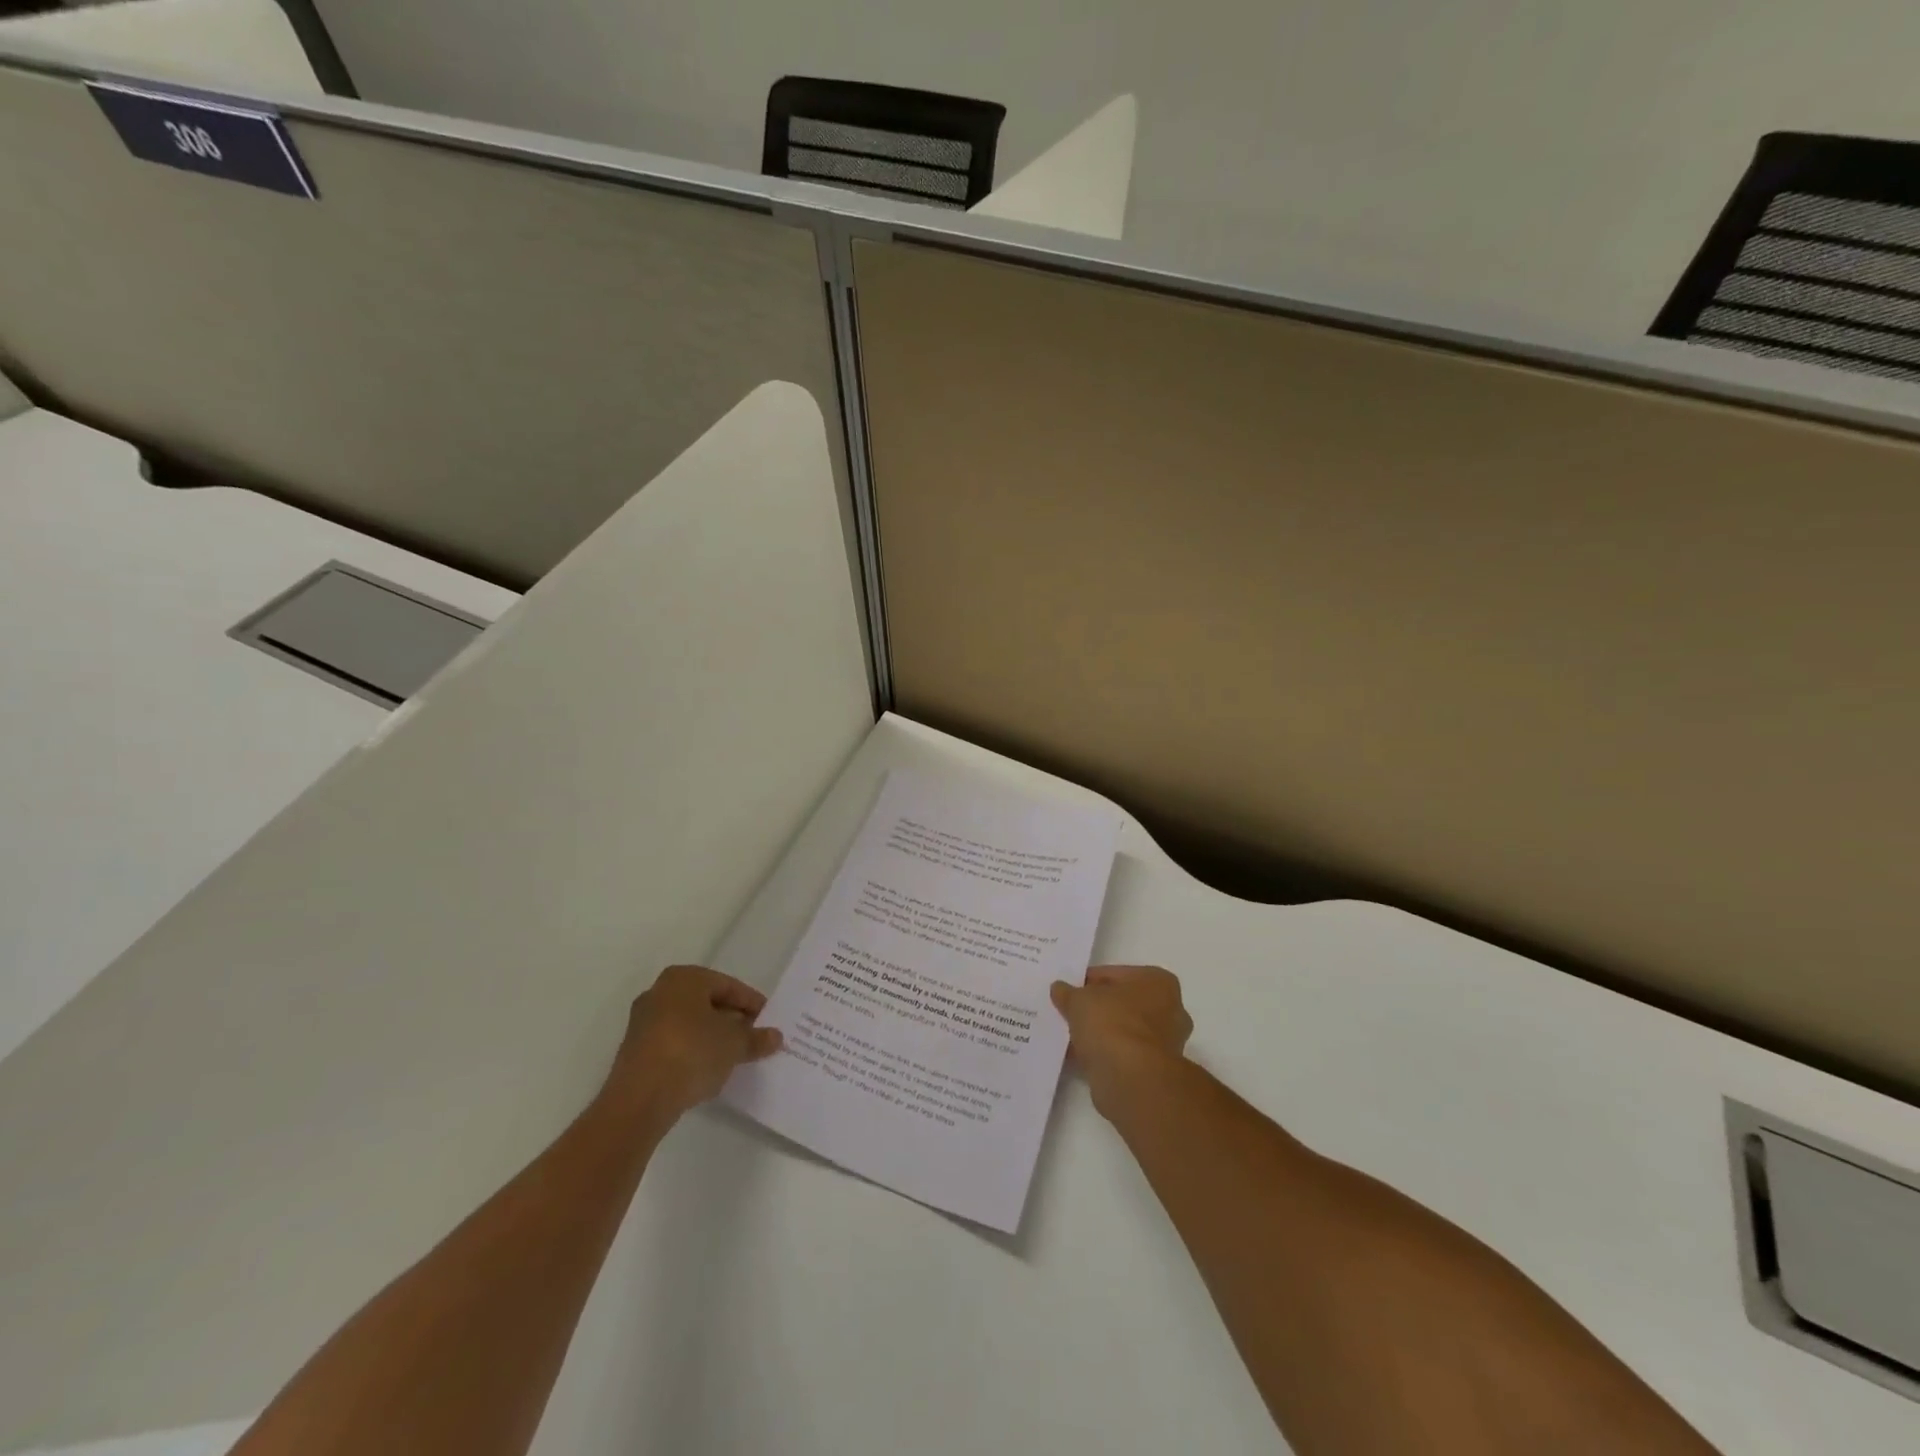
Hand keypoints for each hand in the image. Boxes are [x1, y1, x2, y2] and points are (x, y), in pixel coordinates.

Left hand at [600, 965, 782, 1126]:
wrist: (639, 1100)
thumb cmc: (692, 1053)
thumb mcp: (734, 1044)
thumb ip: (756, 1038)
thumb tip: (775, 1036)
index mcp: (684, 978)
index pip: (728, 986)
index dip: (751, 1003)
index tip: (767, 1020)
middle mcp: (660, 992)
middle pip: (707, 1003)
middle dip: (731, 1019)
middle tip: (753, 1036)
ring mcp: (644, 1022)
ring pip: (689, 1023)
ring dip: (712, 1037)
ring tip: (734, 1055)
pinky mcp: (636, 1051)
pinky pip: (674, 1043)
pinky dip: (693, 1051)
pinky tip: (708, 1069)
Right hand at [1050, 965, 1193, 1120]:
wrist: (1130, 1078)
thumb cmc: (1111, 1023)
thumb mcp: (1079, 999)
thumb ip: (1068, 993)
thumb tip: (1060, 989)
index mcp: (1158, 982)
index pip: (1116, 975)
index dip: (1089, 981)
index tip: (1069, 991)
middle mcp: (1170, 1010)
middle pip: (1123, 1004)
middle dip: (1098, 1008)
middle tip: (1071, 1012)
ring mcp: (1165, 1043)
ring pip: (1123, 1030)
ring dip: (1101, 1033)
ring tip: (1070, 1036)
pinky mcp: (1155, 1071)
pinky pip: (1123, 1054)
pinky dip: (1104, 1054)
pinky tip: (1079, 1056)